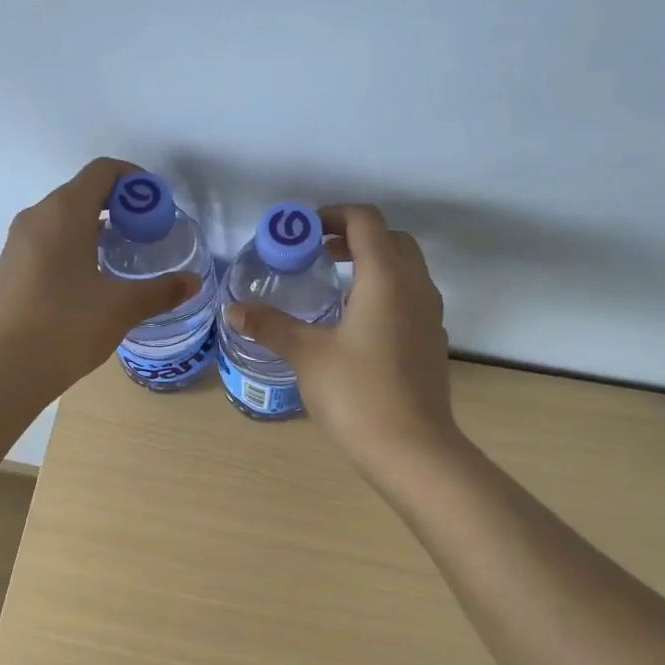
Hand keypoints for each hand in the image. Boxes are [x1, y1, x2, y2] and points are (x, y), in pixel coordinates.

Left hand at [0, 158, 202, 398]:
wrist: (4, 369)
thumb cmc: (66, 326)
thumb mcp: (122, 308)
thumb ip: (161, 291)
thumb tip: (193, 282)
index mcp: (65, 212)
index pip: (103, 171)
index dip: (134, 180)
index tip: (157, 206)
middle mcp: (37, 216)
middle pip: (83, 192)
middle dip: (119, 206)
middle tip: (147, 235)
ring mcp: (18, 242)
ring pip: (63, 218)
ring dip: (95, 227)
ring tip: (122, 259)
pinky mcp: (10, 267)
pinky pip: (48, 241)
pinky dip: (74, 246)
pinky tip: (90, 281)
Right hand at [225, 203, 457, 471]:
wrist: (412, 448)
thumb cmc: (357, 394)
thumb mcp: (306, 356)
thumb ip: (271, 326)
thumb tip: (232, 310)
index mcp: (385, 278)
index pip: (366, 221)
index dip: (334, 215)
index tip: (304, 232)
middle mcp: (415, 287)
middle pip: (392, 239)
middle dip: (355, 237)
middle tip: (319, 255)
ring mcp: (430, 315)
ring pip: (407, 269)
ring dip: (374, 264)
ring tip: (335, 289)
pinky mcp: (433, 342)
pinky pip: (412, 298)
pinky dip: (387, 292)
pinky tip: (358, 327)